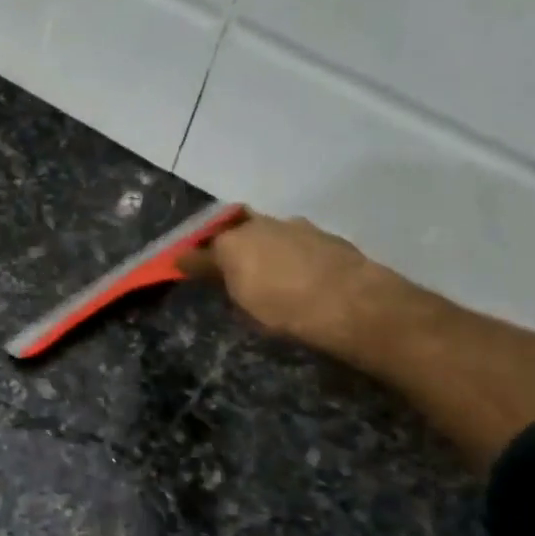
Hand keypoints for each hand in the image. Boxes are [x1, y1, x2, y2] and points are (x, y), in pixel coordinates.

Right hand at [177, 210, 392, 355]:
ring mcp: (297, 227)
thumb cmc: (286, 310)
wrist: (353, 304)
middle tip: (227, 266)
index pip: (201, 247)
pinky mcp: (326, 237)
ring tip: (266, 272)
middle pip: (235, 230)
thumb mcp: (243, 306)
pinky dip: (289, 254)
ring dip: (262, 247)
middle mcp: (261, 225)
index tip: (181, 265)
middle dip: (228, 243)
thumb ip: (221, 281)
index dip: (190, 258)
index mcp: (233, 242)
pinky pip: (296, 242)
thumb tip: (195, 264)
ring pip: (269, 233)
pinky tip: (296, 274)